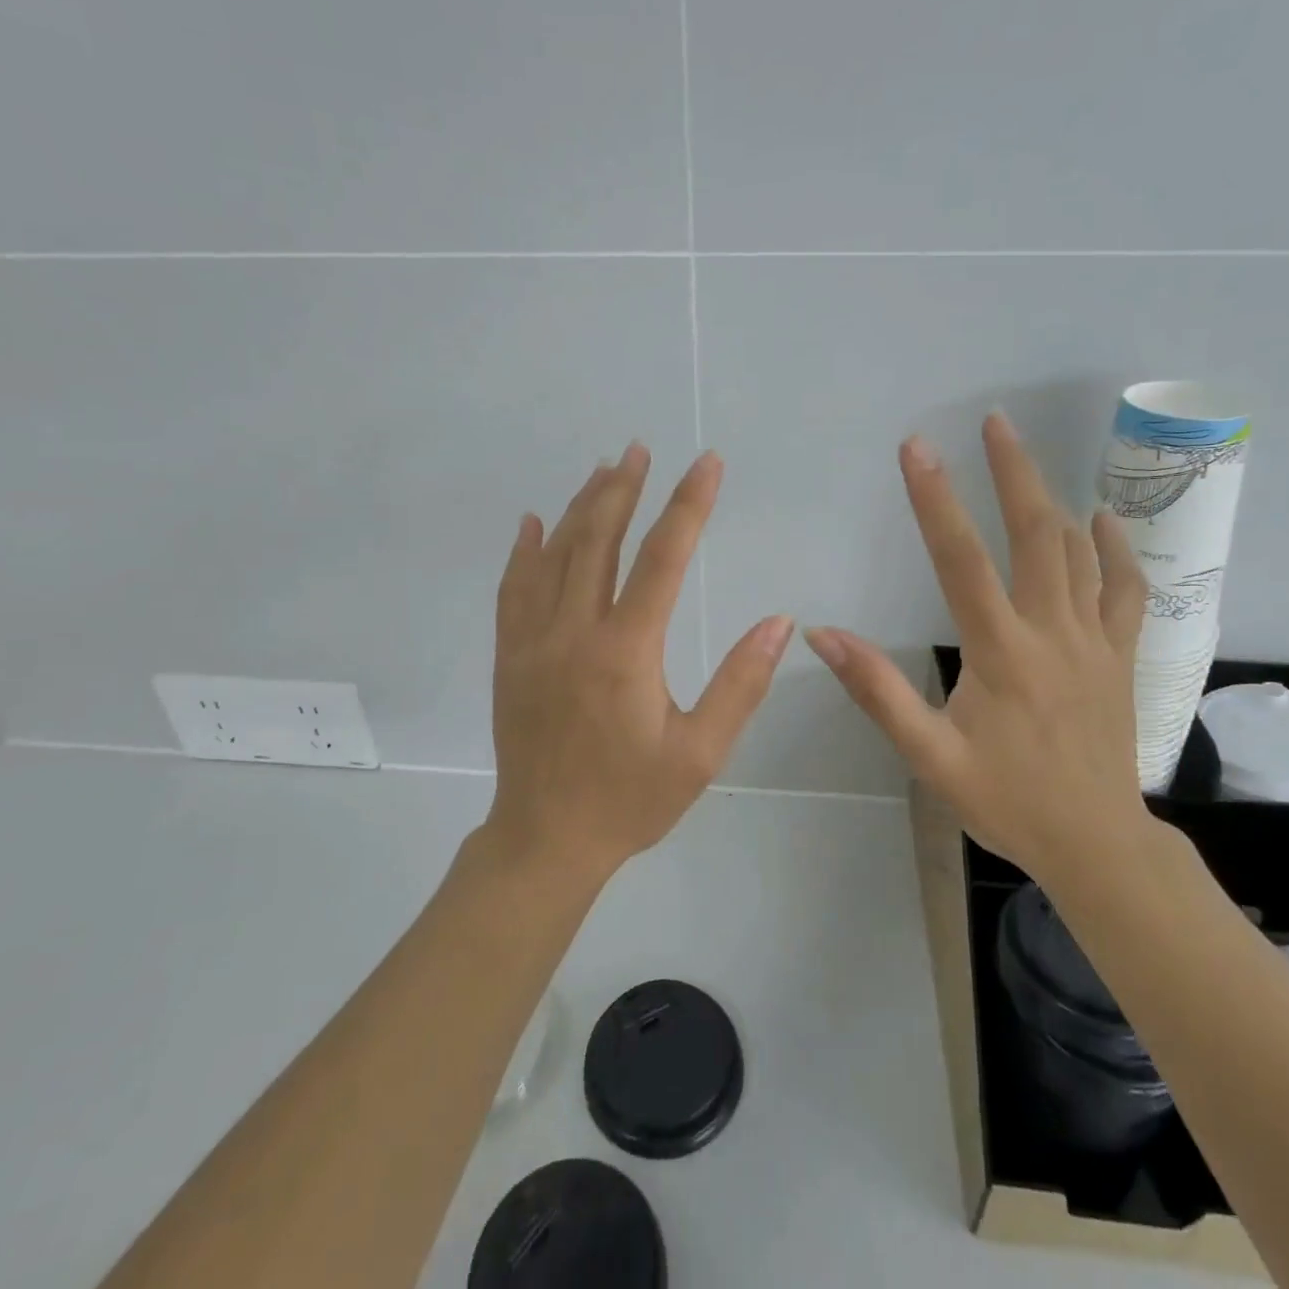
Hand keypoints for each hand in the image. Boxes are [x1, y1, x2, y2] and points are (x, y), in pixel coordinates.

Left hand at [486, 443, 793, 881]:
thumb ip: (741, 684)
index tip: (707, 464)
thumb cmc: (631, 800)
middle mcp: (573, 632)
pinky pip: (512, 589)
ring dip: (580, 507)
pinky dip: (524, 551)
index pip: (663, 559)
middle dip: (624, 489)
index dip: (689, 505)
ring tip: (604, 469)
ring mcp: (532, 641)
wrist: (546, 839)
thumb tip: (780, 622)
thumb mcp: (701, 753)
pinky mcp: (508, 656)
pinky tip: (533, 523)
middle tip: (641, 449)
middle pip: (598, 540)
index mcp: (626, 651)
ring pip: (554, 556)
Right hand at [804, 413, 1151, 878]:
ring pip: (1079, 551)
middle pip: (1037, 534)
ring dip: (1053, 497)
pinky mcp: (1120, 655)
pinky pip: (1125, 590)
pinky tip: (1102, 518)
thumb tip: (822, 636)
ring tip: (1026, 455)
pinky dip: (1115, 549)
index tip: (916, 448)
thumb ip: (877, 691)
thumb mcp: (929, 756)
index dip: (936, 499)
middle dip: (1012, 471)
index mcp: (1001, 653)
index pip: (961, 560)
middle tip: (993, 421)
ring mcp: (1095, 640)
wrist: (1095, 842)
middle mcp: (1052, 632)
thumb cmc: (1005, 800)